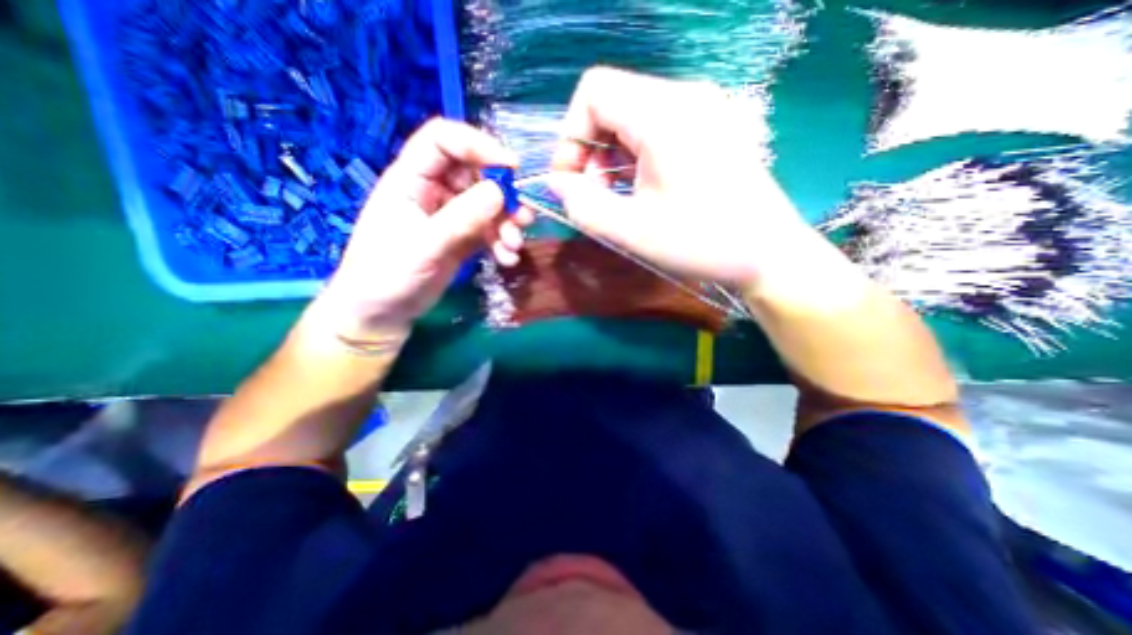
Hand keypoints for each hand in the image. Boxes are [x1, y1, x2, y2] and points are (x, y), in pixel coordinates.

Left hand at [317, 117, 525, 336]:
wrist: (382, 313)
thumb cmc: (387, 275)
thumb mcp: (424, 246)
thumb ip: (461, 218)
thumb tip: (500, 191)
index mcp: (411, 179)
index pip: (444, 141)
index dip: (478, 145)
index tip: (512, 167)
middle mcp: (434, 191)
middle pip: (476, 174)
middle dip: (504, 195)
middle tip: (523, 218)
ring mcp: (451, 215)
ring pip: (489, 204)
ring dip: (507, 223)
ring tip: (514, 247)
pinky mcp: (463, 238)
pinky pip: (490, 230)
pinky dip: (502, 242)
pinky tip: (507, 259)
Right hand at [548, 68, 814, 289]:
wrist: (768, 254)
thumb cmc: (701, 242)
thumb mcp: (631, 231)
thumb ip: (583, 206)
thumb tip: (557, 184)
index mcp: (664, 114)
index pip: (594, 91)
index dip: (570, 135)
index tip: (570, 179)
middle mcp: (685, 97)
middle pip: (612, 103)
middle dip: (590, 150)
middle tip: (593, 196)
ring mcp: (702, 110)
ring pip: (632, 117)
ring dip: (611, 156)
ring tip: (616, 198)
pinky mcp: (710, 128)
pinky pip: (656, 129)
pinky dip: (635, 157)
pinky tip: (640, 190)